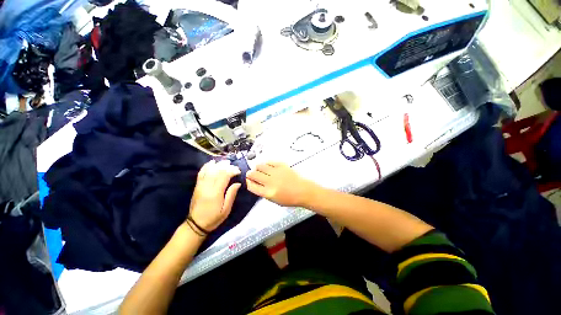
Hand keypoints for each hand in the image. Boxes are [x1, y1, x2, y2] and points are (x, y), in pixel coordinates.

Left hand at [189, 160, 241, 232]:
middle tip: (233, 165)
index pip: (224, 176)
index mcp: (215, 193)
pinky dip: (206, 166)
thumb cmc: (214, 218)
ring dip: (218, 164)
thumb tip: (238, 183)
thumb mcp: (226, 209)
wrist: (196, 224)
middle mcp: (207, 187)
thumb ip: (231, 195)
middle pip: (217, 171)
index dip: (232, 171)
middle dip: (226, 166)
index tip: (238, 171)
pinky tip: (212, 162)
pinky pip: (201, 173)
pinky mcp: (197, 186)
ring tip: (225, 162)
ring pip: (209, 170)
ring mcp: (200, 185)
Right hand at [246, 162, 318, 206]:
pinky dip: (266, 164)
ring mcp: (276, 172)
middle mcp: (270, 182)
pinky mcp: (281, 165)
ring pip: (260, 166)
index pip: (251, 185)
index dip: (247, 182)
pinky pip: (269, 162)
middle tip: (251, 174)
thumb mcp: (274, 200)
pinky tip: (268, 167)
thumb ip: (263, 192)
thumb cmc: (289, 198)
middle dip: (250, 174)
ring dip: (257, 168)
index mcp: (268, 193)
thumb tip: (254, 183)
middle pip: (253, 174)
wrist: (303, 191)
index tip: (247, 180)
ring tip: (260, 170)